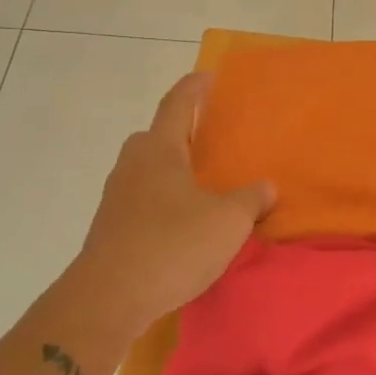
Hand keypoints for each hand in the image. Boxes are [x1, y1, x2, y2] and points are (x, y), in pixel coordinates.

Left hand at [71, 72, 275, 333]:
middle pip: (159, 136)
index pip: (178, 103)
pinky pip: (143, 200)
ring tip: (204, 185)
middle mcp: (132, 164)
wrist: (109, 299)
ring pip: (149, 170)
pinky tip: (184, 224)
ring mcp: (116, 196)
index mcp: (159, 149)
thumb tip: (266, 187)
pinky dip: (164, 201)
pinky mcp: (110, 228)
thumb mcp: (228, 220)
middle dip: (184, 133)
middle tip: (213, 140)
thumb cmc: (173, 244)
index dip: (195, 87)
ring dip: (173, 171)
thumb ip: (251, 199)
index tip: (209, 75)